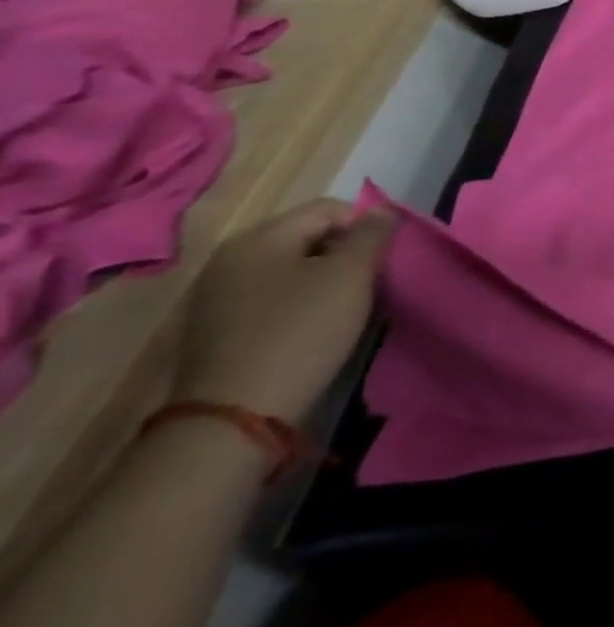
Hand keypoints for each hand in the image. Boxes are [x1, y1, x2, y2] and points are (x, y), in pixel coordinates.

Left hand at [173, 199, 395, 423]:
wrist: (233, 418)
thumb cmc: (301, 331)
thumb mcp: (351, 274)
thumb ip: (372, 234)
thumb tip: (381, 212)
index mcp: (258, 238)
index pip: (328, 209)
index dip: (366, 226)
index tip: (384, 258)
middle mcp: (230, 260)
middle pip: (307, 238)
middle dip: (344, 254)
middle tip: (369, 283)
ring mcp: (216, 299)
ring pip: (291, 271)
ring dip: (324, 282)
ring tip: (346, 308)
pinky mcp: (216, 333)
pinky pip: (271, 300)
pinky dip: (299, 306)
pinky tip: (314, 330)